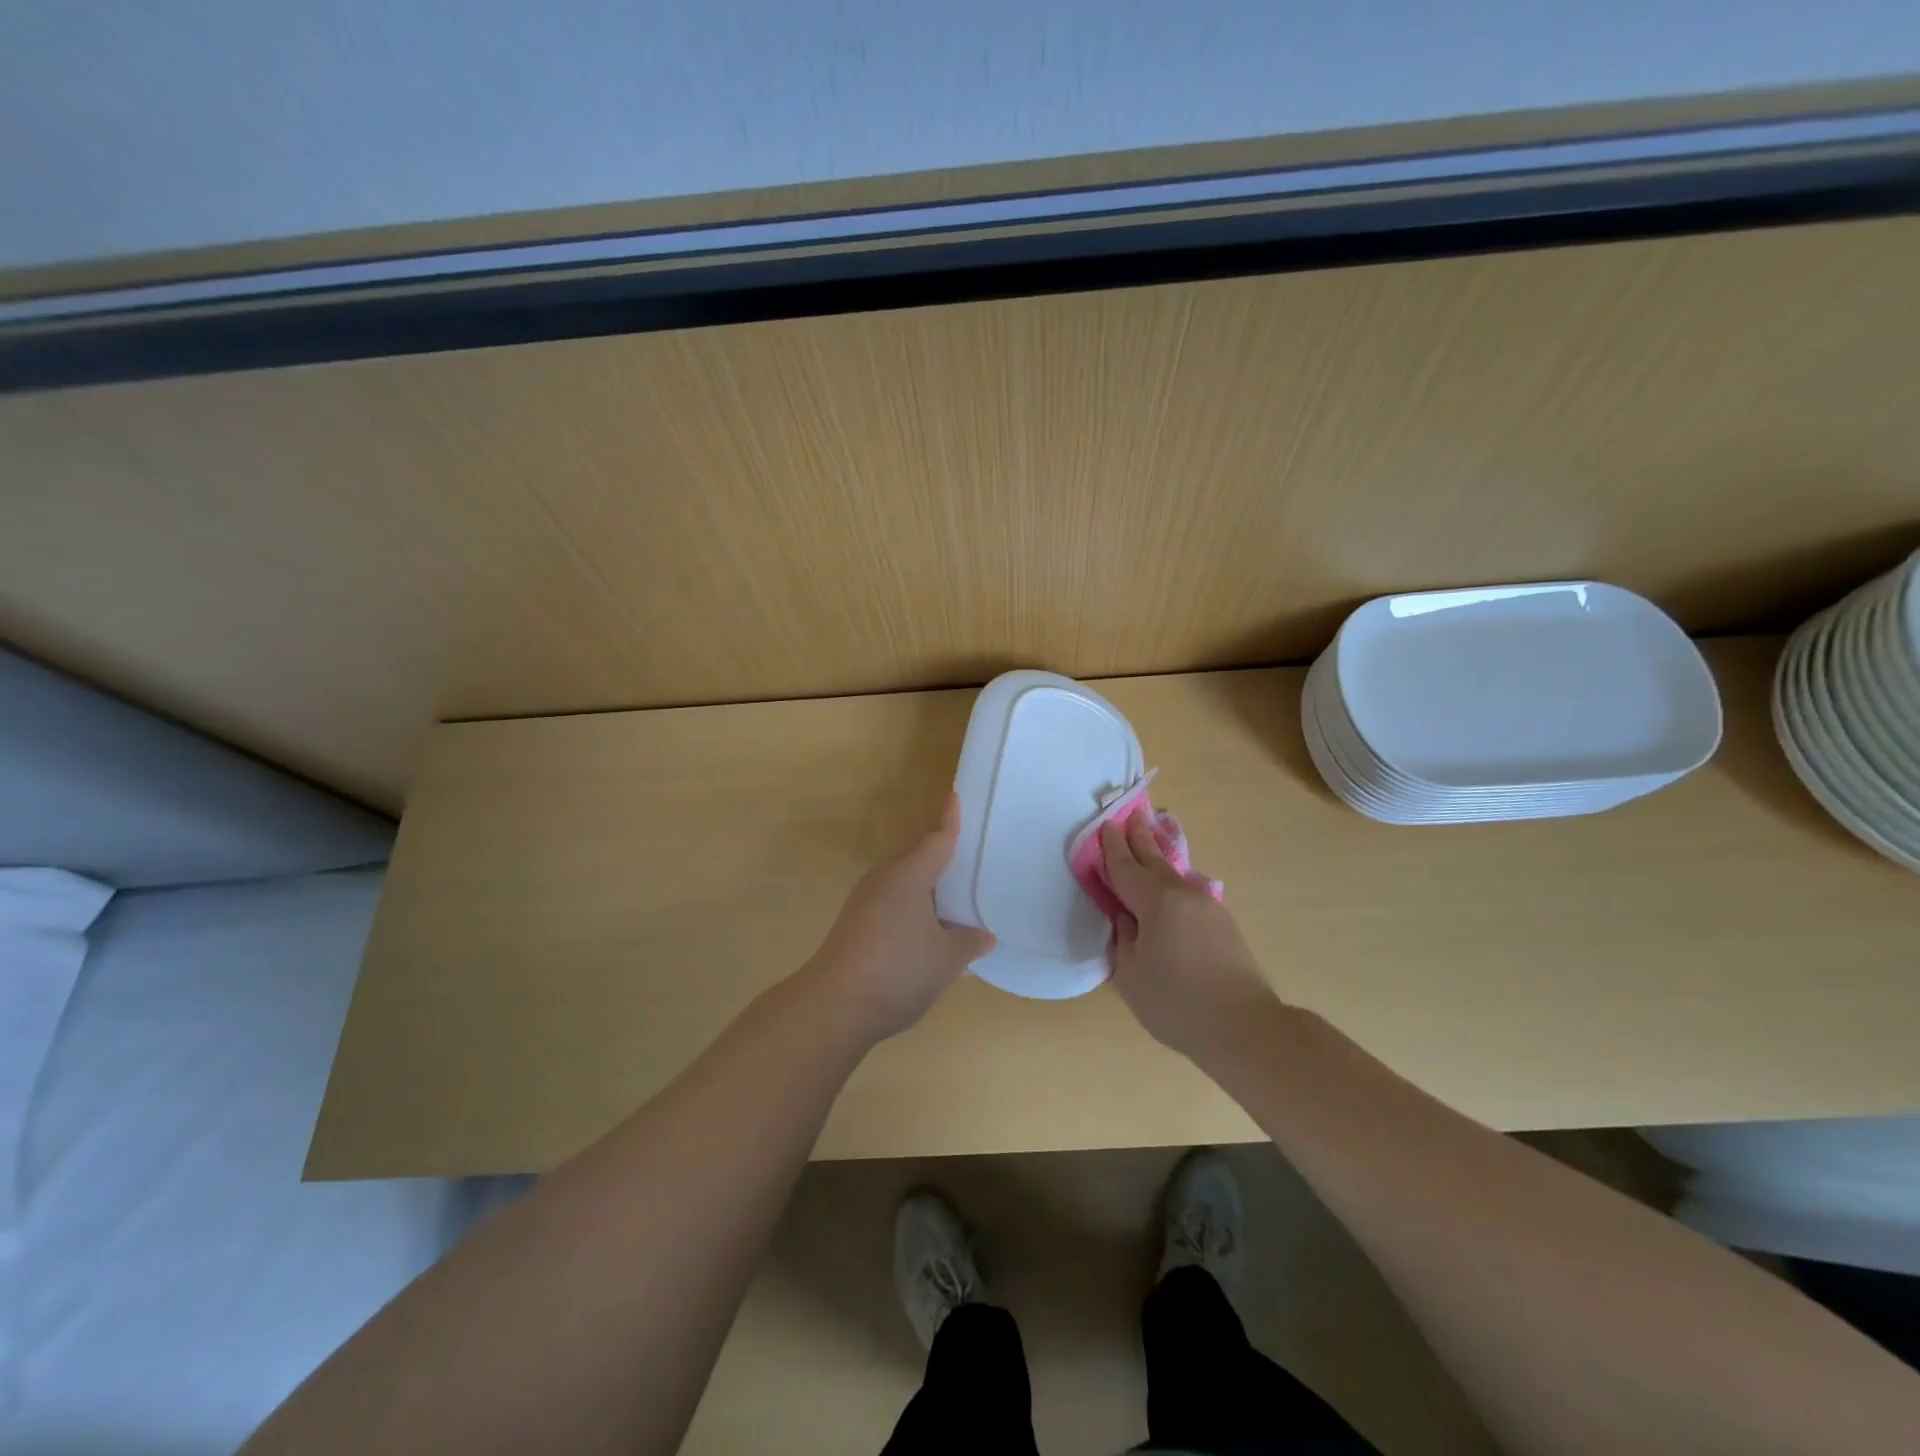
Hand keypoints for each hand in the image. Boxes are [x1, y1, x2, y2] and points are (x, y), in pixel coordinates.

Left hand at [799, 793, 995, 1043]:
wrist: (834, 1007)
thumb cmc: (898, 971)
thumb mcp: (947, 959)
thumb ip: (969, 942)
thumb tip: (983, 934)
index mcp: (910, 875)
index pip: (938, 839)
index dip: (950, 819)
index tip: (955, 796)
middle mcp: (885, 879)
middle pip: (921, 860)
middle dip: (945, 860)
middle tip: (976, 862)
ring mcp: (866, 902)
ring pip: (907, 886)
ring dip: (931, 892)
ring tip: (961, 903)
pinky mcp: (857, 925)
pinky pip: (895, 906)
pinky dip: (916, 911)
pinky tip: (932, 935)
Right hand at [1101, 814, 1283, 1061]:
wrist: (1246, 1028)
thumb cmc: (1177, 1002)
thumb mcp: (1131, 974)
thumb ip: (1124, 939)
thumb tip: (1128, 919)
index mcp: (1157, 901)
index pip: (1127, 867)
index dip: (1112, 847)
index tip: (1105, 824)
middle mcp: (1184, 895)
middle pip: (1155, 860)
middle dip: (1140, 837)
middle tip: (1131, 813)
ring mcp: (1209, 908)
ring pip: (1175, 876)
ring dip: (1157, 857)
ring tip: (1148, 843)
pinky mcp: (1224, 926)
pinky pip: (1188, 893)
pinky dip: (1171, 882)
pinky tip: (1168, 887)